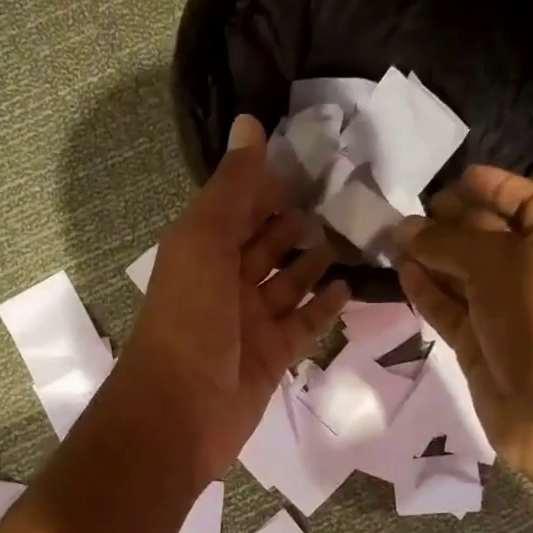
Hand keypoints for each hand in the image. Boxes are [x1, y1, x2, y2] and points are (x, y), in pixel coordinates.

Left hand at [120, 115, 349, 482]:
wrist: (180, 411)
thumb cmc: (190, 318)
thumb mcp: (204, 241)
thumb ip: (232, 187)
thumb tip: (250, 121)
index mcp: (201, 251)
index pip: (237, 208)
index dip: (266, 186)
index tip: (310, 160)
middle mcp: (224, 283)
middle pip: (264, 245)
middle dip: (294, 223)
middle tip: (343, 197)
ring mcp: (250, 322)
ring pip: (288, 283)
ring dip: (314, 262)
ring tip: (352, 236)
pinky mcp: (273, 356)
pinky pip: (304, 324)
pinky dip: (325, 306)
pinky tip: (351, 287)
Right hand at [397, 166, 532, 484]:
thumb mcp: (501, 264)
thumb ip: (450, 241)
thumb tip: (405, 228)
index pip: (526, 201)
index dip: (494, 185)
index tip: (452, 177)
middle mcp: (531, 272)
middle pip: (487, 234)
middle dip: (450, 220)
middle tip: (405, 209)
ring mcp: (502, 310)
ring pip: (460, 272)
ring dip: (430, 255)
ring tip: (390, 237)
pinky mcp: (477, 342)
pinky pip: (447, 307)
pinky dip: (425, 290)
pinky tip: (400, 272)